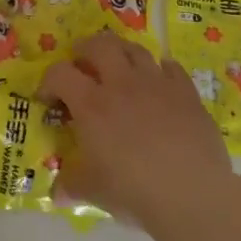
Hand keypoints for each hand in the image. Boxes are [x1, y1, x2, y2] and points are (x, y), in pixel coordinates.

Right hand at [38, 32, 236, 232]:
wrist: (192, 195)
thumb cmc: (133, 190)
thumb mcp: (91, 191)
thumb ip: (70, 185)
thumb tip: (57, 194)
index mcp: (91, 104)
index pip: (59, 73)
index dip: (48, 82)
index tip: (49, 100)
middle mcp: (122, 84)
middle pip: (99, 45)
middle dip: (85, 50)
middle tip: (81, 64)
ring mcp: (157, 84)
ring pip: (135, 49)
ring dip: (121, 53)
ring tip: (118, 67)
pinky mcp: (187, 93)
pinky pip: (171, 67)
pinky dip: (159, 70)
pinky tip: (157, 83)